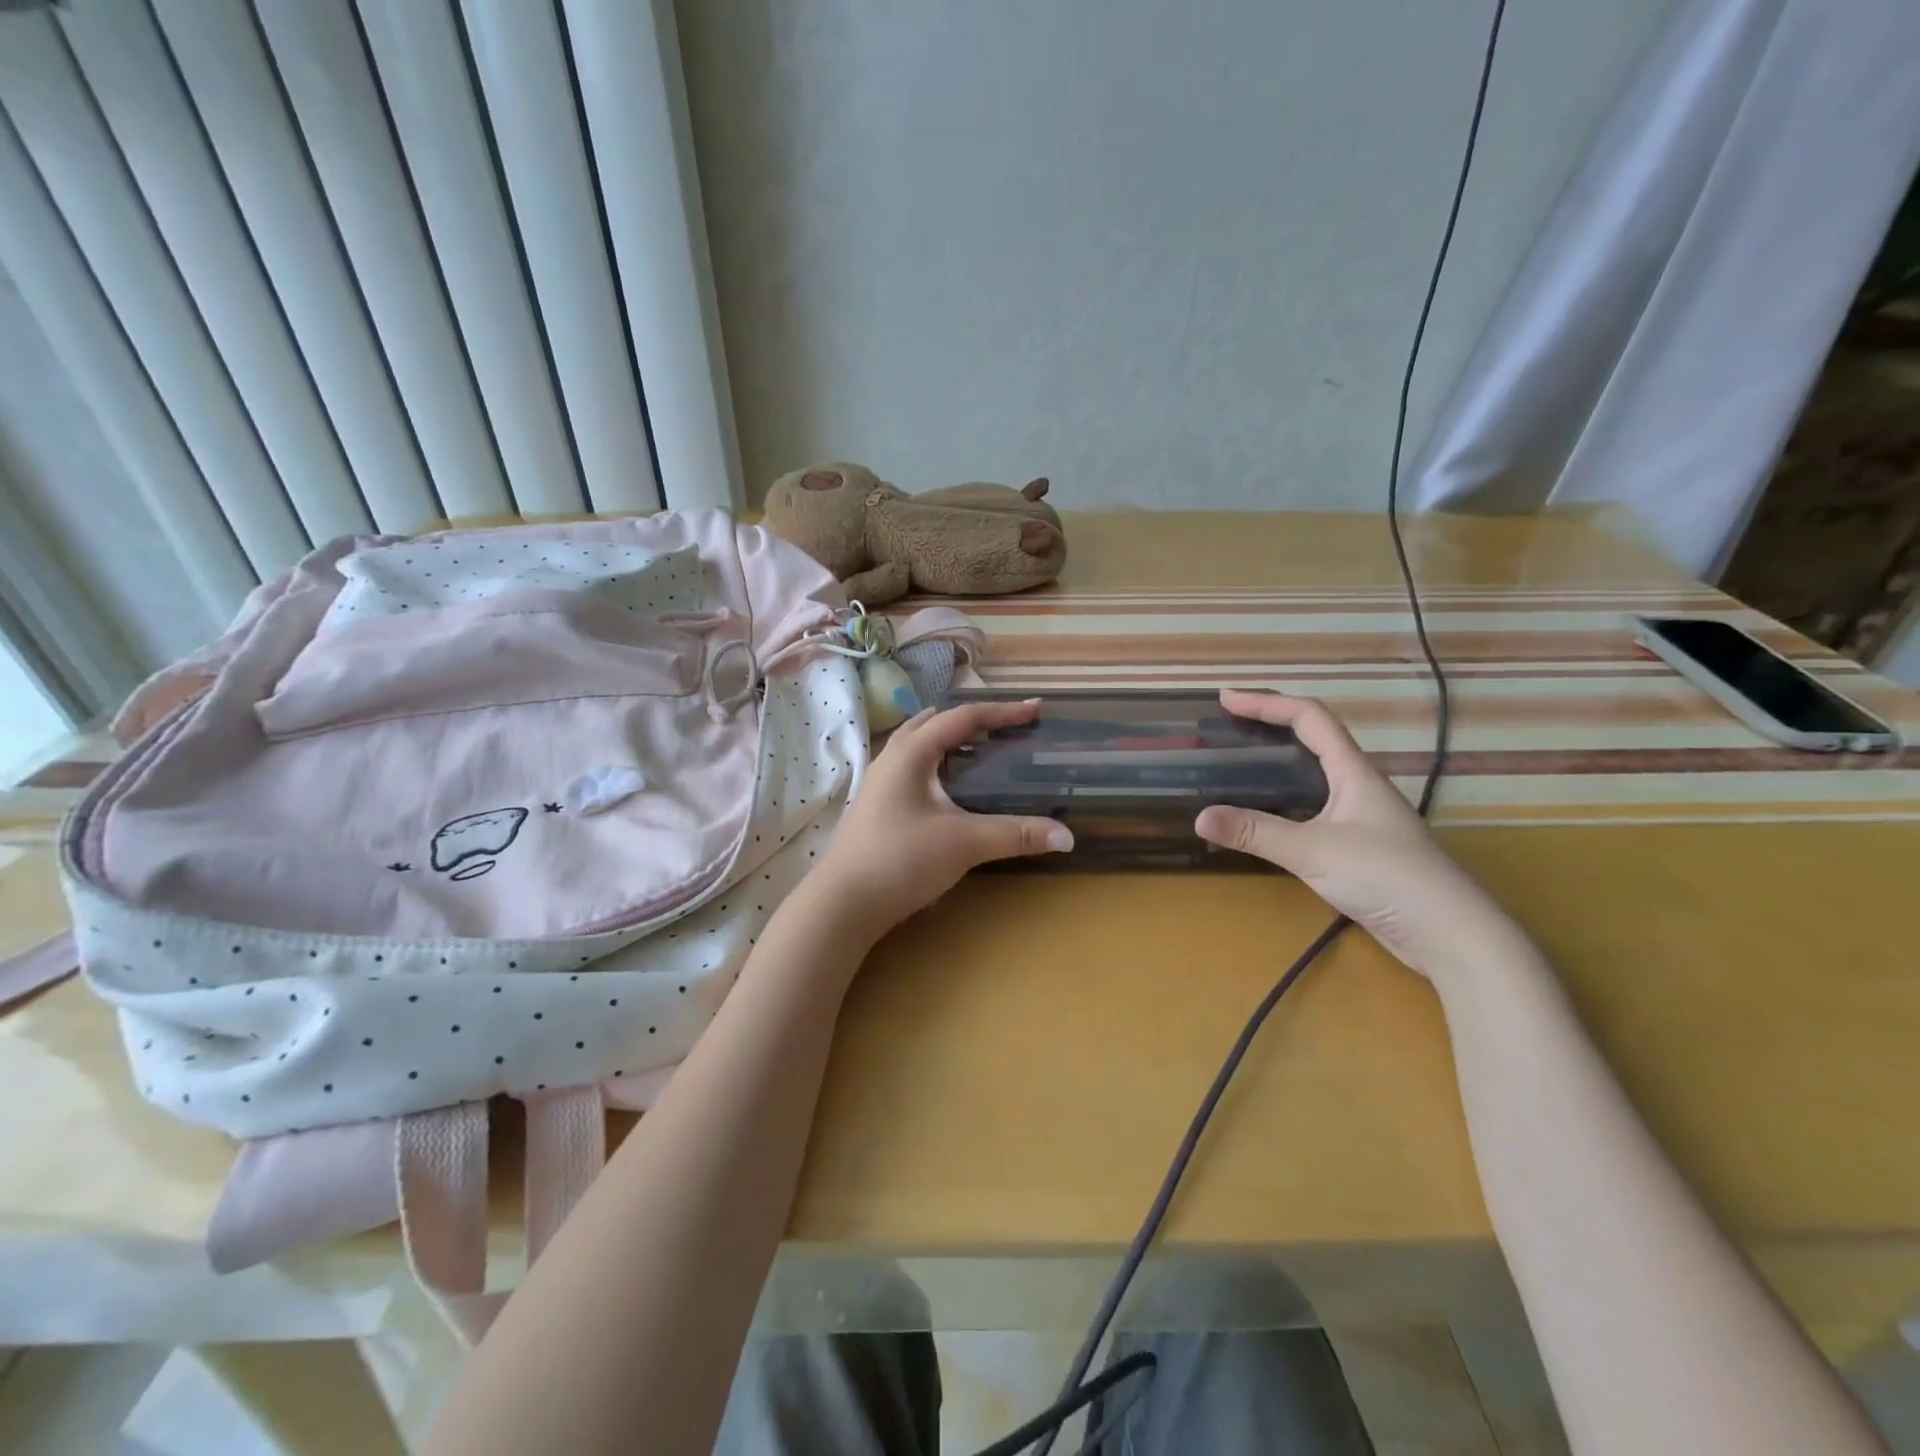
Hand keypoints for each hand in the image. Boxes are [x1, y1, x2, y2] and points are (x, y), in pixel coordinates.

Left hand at [814, 699, 1071, 939]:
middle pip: (935, 723)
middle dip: (972, 720)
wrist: (842, 903)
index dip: (1003, 712)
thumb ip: (1016, 835)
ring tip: (980, 751)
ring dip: (950, 741)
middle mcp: (892, 758)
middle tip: (1005, 727)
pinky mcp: (876, 806)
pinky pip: (911, 769)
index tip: (1036, 709)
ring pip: (918, 746)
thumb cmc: (901, 860)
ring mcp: (879, 783)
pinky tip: (949, 791)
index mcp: (911, 752)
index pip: (963, 718)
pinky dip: (937, 766)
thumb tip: (1068, 837)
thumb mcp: (964, 843)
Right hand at [1195, 690, 1519, 981]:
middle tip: (1226, 729)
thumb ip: (1255, 833)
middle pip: (1312, 740)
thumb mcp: (1313, 851)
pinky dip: (1283, 801)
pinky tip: (1263, 819)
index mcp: (1353, 771)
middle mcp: (1358, 785)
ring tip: (1237, 767)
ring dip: (1276, 764)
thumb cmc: (1387, 876)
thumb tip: (1199, 817)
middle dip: (1269, 726)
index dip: (1267, 702)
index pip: (1309, 717)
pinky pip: (1312, 808)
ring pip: (1313, 776)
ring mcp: (1360, 817)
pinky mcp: (1358, 846)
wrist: (1449, 933)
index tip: (1227, 699)